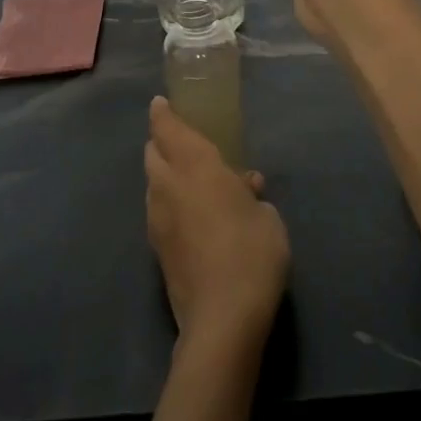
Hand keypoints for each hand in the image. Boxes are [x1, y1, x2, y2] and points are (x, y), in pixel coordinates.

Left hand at [144, 97, 289, 354]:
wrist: (222, 317)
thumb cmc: (253, 253)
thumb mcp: (268, 217)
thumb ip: (252, 194)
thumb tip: (244, 185)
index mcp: (196, 168)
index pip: (169, 130)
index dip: (163, 114)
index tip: (160, 103)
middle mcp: (168, 187)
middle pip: (152, 154)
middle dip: (161, 142)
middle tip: (180, 141)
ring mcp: (157, 219)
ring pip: (152, 183)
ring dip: (164, 174)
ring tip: (191, 180)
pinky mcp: (156, 248)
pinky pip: (158, 210)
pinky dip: (168, 202)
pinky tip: (191, 215)